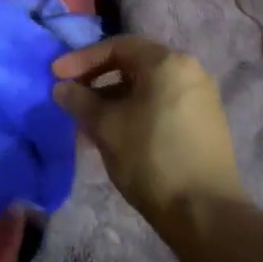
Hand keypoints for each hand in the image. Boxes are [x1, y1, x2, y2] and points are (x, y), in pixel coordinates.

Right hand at [53, 36, 244, 227]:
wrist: (205, 214)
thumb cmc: (150, 158)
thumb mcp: (106, 126)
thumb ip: (80, 100)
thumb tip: (63, 88)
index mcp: (168, 62)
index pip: (117, 47)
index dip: (82, 59)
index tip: (57, 76)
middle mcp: (190, 71)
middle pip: (134, 65)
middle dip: (98, 81)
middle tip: (72, 98)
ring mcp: (202, 99)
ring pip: (147, 89)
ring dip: (114, 101)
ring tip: (89, 125)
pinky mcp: (206, 125)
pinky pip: (162, 106)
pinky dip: (135, 113)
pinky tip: (117, 137)